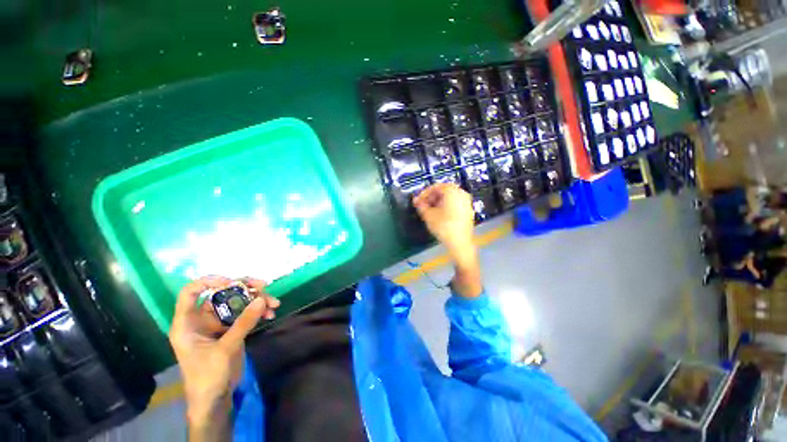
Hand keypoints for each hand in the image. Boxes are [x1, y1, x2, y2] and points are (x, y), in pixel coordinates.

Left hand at [169, 276, 279, 427]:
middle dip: (245, 288)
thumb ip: (243, 323)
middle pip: (222, 293)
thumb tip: (261, 299)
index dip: (209, 282)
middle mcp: (202, 319)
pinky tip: (270, 314)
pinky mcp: (231, 329)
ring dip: (257, 300)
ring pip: (238, 302)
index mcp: (188, 323)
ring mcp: (218, 323)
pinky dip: (258, 311)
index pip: (191, 292)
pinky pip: (246, 313)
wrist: (215, 398)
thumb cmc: (208, 376)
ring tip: (274, 304)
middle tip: (264, 286)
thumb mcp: (226, 349)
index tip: (231, 282)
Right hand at [413, 184, 481, 297]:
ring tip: (428, 210)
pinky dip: (445, 206)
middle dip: (430, 197)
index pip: (435, 187)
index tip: (417, 201)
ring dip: (437, 202)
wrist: (460, 243)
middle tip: (422, 205)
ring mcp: (466, 202)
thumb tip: (416, 201)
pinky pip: (454, 203)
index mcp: (452, 191)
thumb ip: (421, 206)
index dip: (424, 193)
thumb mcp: (428, 215)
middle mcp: (461, 193)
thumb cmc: (443, 226)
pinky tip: (438, 214)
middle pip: (443, 191)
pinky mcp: (468, 210)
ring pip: (449, 198)